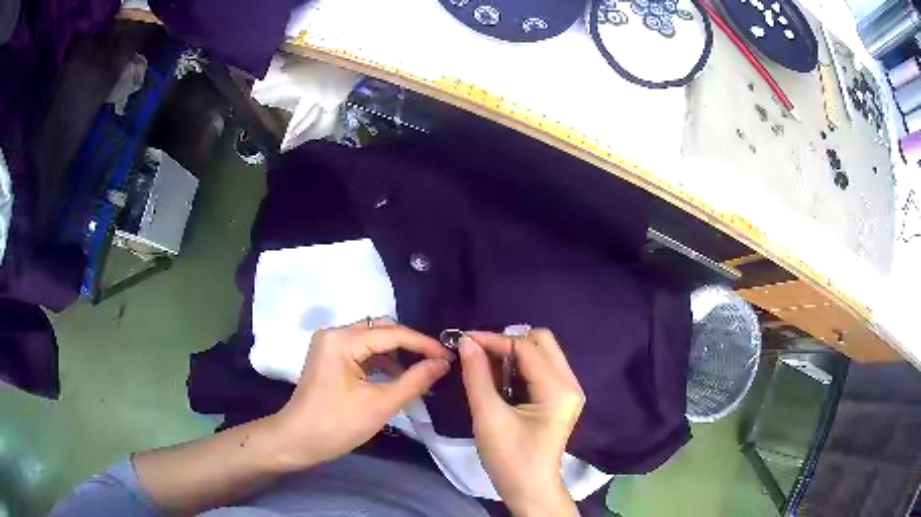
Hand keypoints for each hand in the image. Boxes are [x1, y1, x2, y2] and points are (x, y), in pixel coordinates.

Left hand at [273, 318, 452, 468]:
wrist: (297, 441)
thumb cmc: (337, 424)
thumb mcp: (380, 404)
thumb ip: (415, 380)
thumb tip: (443, 363)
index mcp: (342, 340)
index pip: (391, 333)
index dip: (423, 344)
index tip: (449, 356)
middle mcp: (335, 333)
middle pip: (381, 330)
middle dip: (411, 345)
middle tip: (438, 362)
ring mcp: (330, 344)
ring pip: (373, 340)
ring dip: (397, 354)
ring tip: (423, 370)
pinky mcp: (330, 357)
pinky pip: (362, 352)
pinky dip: (382, 362)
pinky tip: (399, 376)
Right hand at [459, 329, 583, 515]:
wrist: (530, 490)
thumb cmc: (510, 459)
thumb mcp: (489, 418)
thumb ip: (477, 376)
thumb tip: (467, 342)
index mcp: (558, 389)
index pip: (526, 347)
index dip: (494, 340)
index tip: (463, 340)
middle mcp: (570, 383)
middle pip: (542, 342)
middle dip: (507, 342)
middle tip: (478, 355)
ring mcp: (568, 391)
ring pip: (542, 353)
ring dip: (513, 354)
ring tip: (484, 366)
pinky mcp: (561, 399)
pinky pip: (542, 369)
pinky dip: (519, 367)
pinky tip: (499, 379)